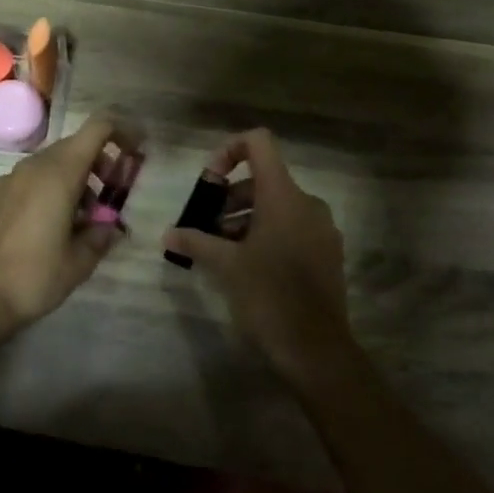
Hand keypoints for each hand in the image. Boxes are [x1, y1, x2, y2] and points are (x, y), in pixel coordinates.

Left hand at [0, 115, 125, 329]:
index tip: (136, 150)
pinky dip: (51, 189)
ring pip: (52, 163)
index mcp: (59, 173)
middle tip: (112, 197)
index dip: (121, 132)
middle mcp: (33, 166)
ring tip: (85, 220)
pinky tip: (53, 226)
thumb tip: (110, 227)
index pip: (96, 129)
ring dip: (76, 179)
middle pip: (75, 146)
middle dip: (99, 164)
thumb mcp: (80, 261)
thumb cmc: (35, 276)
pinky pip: (32, 179)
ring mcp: (10, 179)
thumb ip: (101, 235)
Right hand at [161, 130, 353, 384]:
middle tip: (204, 226)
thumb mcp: (225, 265)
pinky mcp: (326, 253)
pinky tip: (244, 264)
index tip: (209, 182)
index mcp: (284, 196)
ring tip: (219, 249)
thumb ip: (195, 242)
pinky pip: (291, 227)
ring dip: (243, 219)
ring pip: (275, 206)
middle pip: (262, 180)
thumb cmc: (268, 295)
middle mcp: (307, 203)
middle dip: (228, 198)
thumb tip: (168, 235)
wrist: (317, 349)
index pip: (259, 143)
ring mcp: (320, 229)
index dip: (229, 150)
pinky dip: (265, 233)